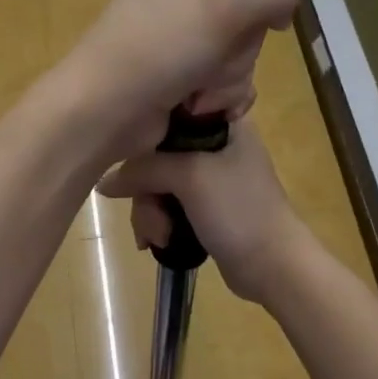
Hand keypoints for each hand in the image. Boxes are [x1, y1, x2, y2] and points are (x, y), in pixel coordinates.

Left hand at [58, 0, 295, 160]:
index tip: (241, 16)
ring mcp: (177, 36)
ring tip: (196, 90)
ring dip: (226, 79)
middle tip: (208, 58)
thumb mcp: (228, 3)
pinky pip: (224, 82)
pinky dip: (219, 98)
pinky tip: (201, 108)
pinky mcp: (178, 75)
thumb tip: (285, 8)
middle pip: (245, 16)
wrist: (109, 109)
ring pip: (238, 54)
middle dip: (235, 48)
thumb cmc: (162, 43)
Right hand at [96, 122, 305, 302]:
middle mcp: (215, 144)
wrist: (273, 265)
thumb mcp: (190, 177)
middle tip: (154, 217)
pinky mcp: (204, 208)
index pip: (170, 113)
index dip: (146, 135)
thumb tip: (104, 182)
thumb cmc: (239, 210)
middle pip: (158, 155)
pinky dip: (158, 222)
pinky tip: (155, 242)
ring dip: (151, 213)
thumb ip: (144, 169)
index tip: (132, 158)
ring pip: (158, 184)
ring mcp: (210, 179)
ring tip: (159, 237)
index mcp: (222, 123)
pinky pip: (167, 206)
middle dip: (147, 191)